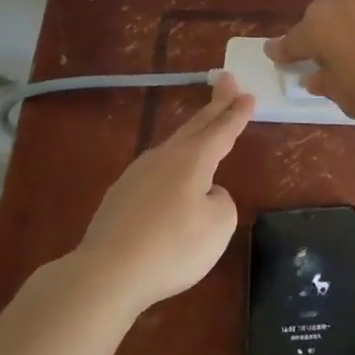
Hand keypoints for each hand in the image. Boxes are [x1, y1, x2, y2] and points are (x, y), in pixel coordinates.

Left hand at [75, 74, 254, 312]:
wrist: (107, 273)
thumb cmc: (173, 247)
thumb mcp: (219, 224)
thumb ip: (221, 201)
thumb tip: (206, 194)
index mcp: (194, 159)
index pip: (222, 129)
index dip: (237, 113)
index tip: (248, 94)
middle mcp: (165, 157)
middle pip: (195, 126)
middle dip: (215, 104)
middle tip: (227, 81)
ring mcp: (138, 174)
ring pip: (173, 145)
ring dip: (193, 132)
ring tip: (204, 126)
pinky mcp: (120, 196)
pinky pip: (156, 169)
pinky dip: (172, 162)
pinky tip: (172, 176)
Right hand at [267, 0, 354, 134]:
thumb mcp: (351, 100)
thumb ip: (328, 83)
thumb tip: (317, 75)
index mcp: (319, 25)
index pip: (293, 41)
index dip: (285, 52)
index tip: (277, 55)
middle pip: (323, 16)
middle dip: (323, 35)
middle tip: (330, 58)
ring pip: (352, 3)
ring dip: (351, 20)